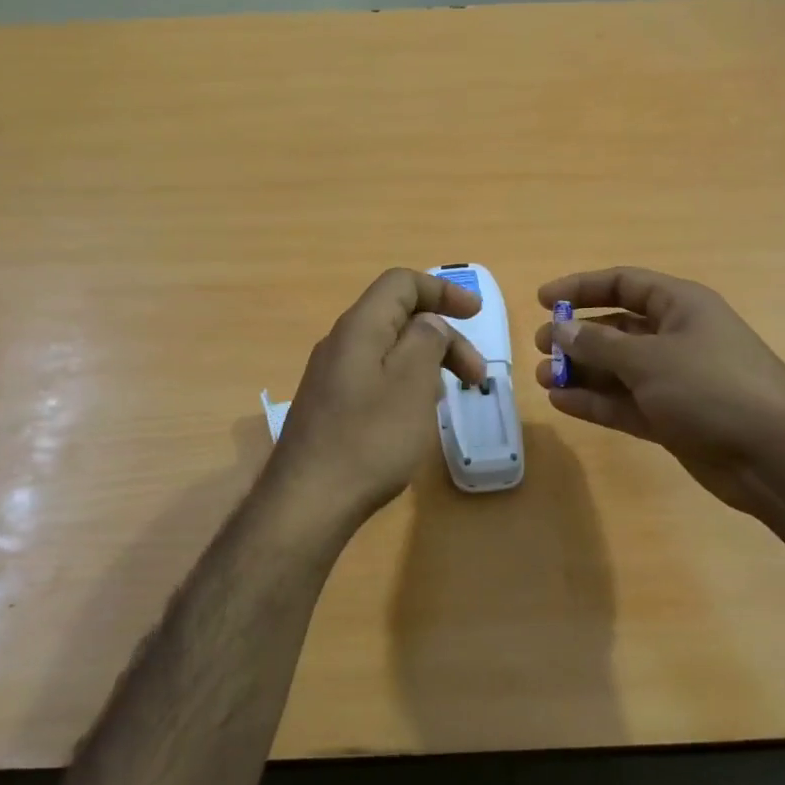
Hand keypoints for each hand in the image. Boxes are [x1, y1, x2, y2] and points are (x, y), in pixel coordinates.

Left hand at [267, 269, 486, 528]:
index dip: (442, 290)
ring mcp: (330, 375)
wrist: (308, 501)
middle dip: (444, 337)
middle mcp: (340, 342)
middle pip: (398, 317)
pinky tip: (416, 414)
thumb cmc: (369, 439)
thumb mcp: (412, 383)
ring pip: (388, 349)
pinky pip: (374, 376)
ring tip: (451, 395)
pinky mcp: (329, 405)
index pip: (401, 283)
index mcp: (359, 327)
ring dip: (427, 361)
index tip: (476, 314)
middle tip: (475, 376)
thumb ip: (426, 340)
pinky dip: (405, 382)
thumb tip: (429, 323)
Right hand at [533, 267, 784, 520]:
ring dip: (581, 371)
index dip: (582, 287)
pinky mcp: (672, 417)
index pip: (624, 283)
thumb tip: (560, 328)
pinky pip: (625, 402)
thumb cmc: (712, 388)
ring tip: (542, 378)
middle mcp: (677, 337)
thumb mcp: (649, 359)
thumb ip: (598, 344)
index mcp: (681, 306)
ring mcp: (674, 380)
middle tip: (540, 347)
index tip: (543, 300)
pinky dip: (595, 401)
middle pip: (617, 327)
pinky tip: (562, 402)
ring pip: (617, 368)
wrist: (775, 456)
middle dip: (577, 336)